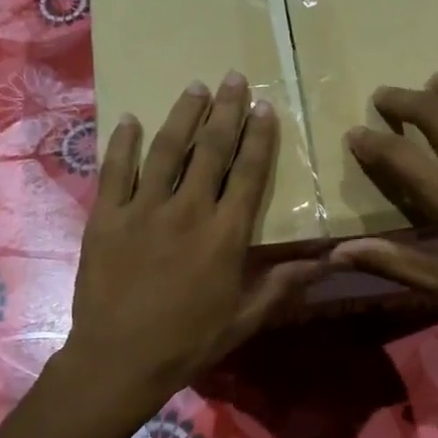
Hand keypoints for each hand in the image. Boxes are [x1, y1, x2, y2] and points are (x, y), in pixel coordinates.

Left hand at [64, 74, 324, 414]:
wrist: (119, 359)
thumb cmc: (189, 341)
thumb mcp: (246, 318)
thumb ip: (285, 283)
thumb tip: (331, 260)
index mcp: (226, 234)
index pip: (249, 173)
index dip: (259, 137)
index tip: (264, 106)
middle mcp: (188, 210)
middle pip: (211, 150)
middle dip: (225, 110)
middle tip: (233, 77)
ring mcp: (143, 210)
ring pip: (166, 150)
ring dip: (182, 115)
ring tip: (195, 86)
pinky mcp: (106, 217)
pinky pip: (115, 170)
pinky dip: (122, 143)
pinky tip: (130, 119)